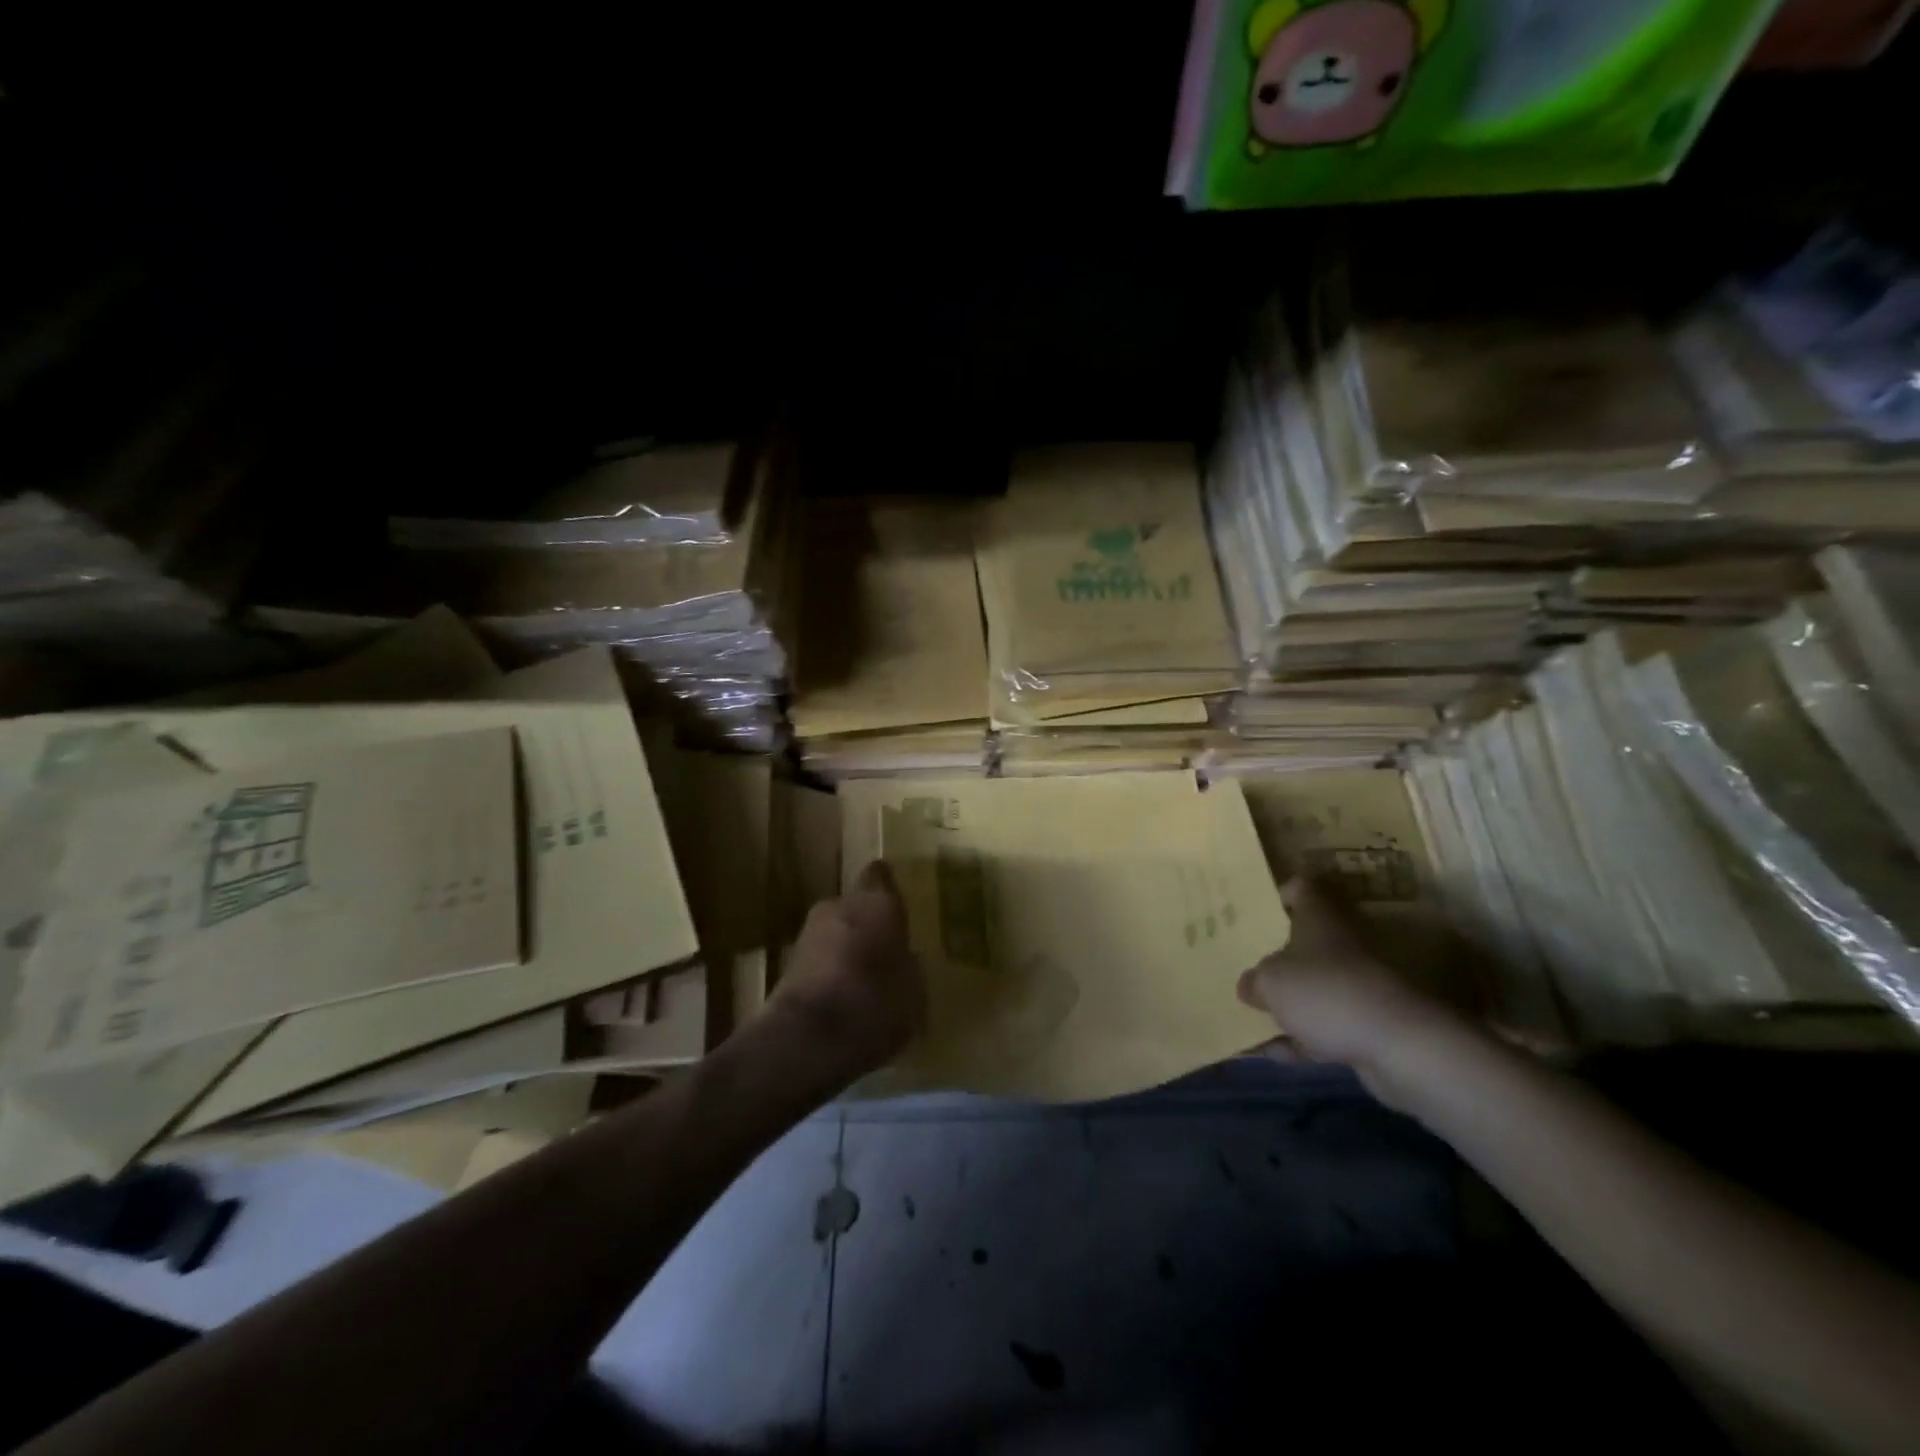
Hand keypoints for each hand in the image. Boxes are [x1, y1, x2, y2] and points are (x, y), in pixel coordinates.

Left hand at [767, 860, 926, 1080]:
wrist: (804, 1039)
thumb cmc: (874, 1004)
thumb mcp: (914, 991)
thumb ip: (909, 965)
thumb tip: (904, 957)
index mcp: (878, 902)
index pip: (882, 876)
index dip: (888, 887)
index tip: (897, 901)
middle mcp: (840, 905)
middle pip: (857, 905)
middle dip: (868, 923)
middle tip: (886, 948)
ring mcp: (809, 932)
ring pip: (837, 931)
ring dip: (847, 947)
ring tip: (866, 977)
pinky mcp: (787, 962)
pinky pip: (820, 958)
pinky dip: (830, 970)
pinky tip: (843, 996)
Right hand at [1238, 879, 1461, 1105]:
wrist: (1399, 1045)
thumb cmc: (1324, 992)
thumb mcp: (1270, 982)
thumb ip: (1254, 981)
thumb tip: (1250, 986)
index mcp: (1319, 917)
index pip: (1301, 888)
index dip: (1279, 895)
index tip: (1256, 910)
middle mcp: (1342, 942)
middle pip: (1306, 939)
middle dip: (1277, 953)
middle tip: (1245, 962)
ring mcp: (1359, 983)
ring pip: (1315, 984)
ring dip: (1289, 1000)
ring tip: (1252, 1012)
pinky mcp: (1369, 1021)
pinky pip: (1327, 1024)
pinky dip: (1303, 1037)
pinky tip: (1274, 1052)